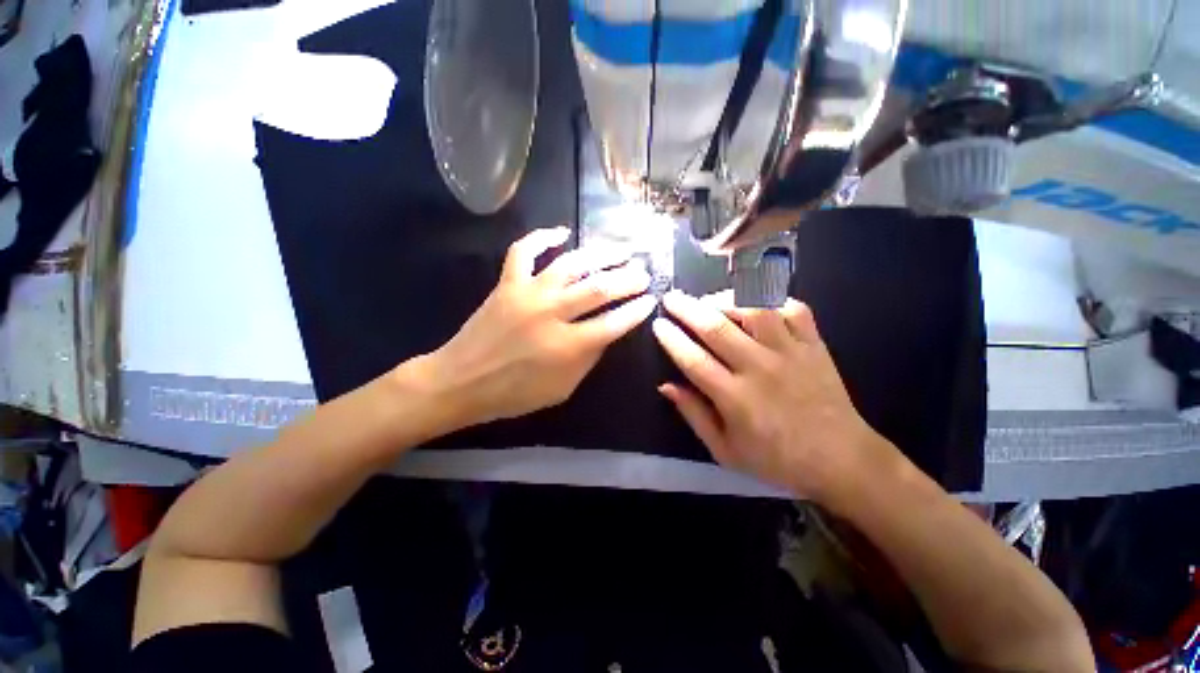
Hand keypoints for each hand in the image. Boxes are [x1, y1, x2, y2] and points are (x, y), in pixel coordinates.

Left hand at [404, 227, 656, 429]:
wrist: (461, 381)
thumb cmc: (515, 393)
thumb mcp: (563, 388)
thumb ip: (589, 358)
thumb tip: (608, 331)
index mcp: (568, 346)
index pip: (614, 322)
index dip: (637, 310)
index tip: (651, 300)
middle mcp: (551, 313)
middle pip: (599, 288)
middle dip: (628, 279)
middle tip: (643, 273)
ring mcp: (528, 293)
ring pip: (571, 264)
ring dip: (601, 255)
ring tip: (621, 251)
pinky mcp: (507, 283)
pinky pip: (524, 250)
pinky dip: (542, 237)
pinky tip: (562, 232)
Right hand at [652, 290, 892, 500]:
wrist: (842, 460)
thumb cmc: (777, 460)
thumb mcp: (725, 451)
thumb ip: (694, 415)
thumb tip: (665, 386)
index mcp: (736, 398)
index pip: (693, 359)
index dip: (671, 339)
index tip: (657, 324)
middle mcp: (760, 369)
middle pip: (716, 328)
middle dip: (687, 308)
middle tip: (671, 298)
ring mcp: (790, 352)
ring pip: (753, 309)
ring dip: (725, 299)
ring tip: (709, 300)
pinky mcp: (814, 345)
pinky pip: (792, 308)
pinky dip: (770, 299)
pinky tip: (754, 303)